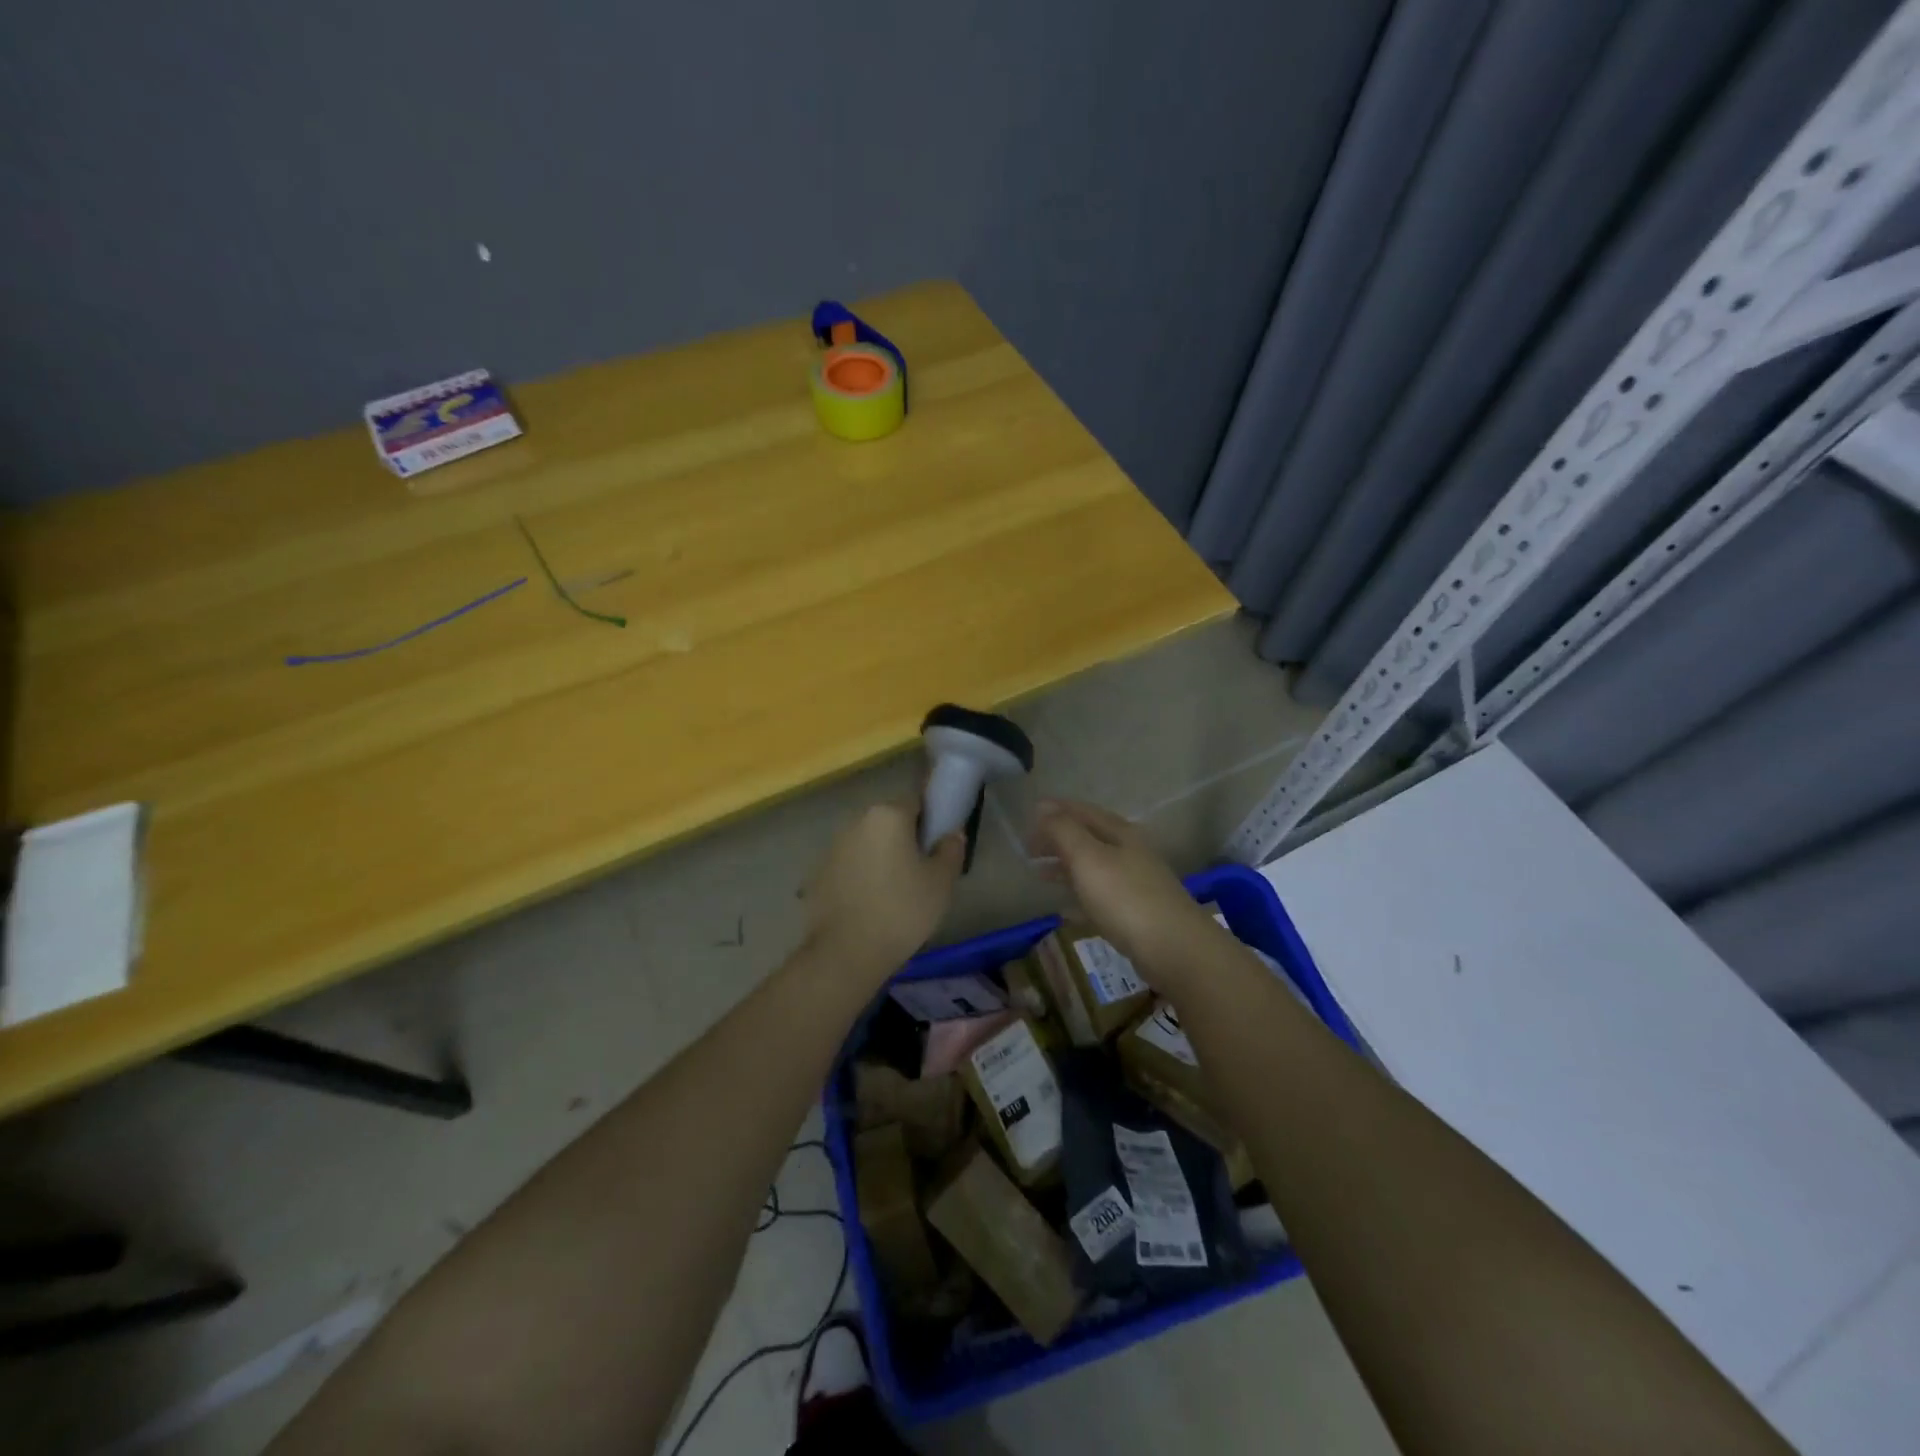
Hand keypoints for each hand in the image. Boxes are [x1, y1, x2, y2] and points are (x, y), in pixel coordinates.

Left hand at [802, 799, 963, 977]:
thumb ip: (951, 850)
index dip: (930, 820)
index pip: (916, 801)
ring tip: (895, 893)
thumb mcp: (941, 882)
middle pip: (889, 822)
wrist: (846, 953)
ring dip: (881, 858)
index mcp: (888, 815)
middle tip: (921, 872)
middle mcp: (856, 822)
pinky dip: (861, 878)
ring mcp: (833, 848)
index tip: (938, 846)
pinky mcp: (818, 874)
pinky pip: (849, 867)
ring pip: (867, 845)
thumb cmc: (902, 910)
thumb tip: (951, 834)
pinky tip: (870, 906)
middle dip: (904, 839)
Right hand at [1029, 800, 1221, 976]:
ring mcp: (1135, 883)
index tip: (1030, 812)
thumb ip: (1064, 831)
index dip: (1056, 810)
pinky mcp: (1136, 913)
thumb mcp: (1088, 857)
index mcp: (1120, 833)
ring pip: (1093, 867)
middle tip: (1028, 847)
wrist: (1174, 949)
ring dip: (1065, 867)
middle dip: (1058, 839)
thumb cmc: (1125, 897)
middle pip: (1088, 838)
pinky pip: (1099, 897)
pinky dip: (1079, 897)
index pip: (1083, 811)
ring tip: (1039, 875)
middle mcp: (1129, 853)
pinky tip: (1064, 910)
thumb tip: (1043, 807)